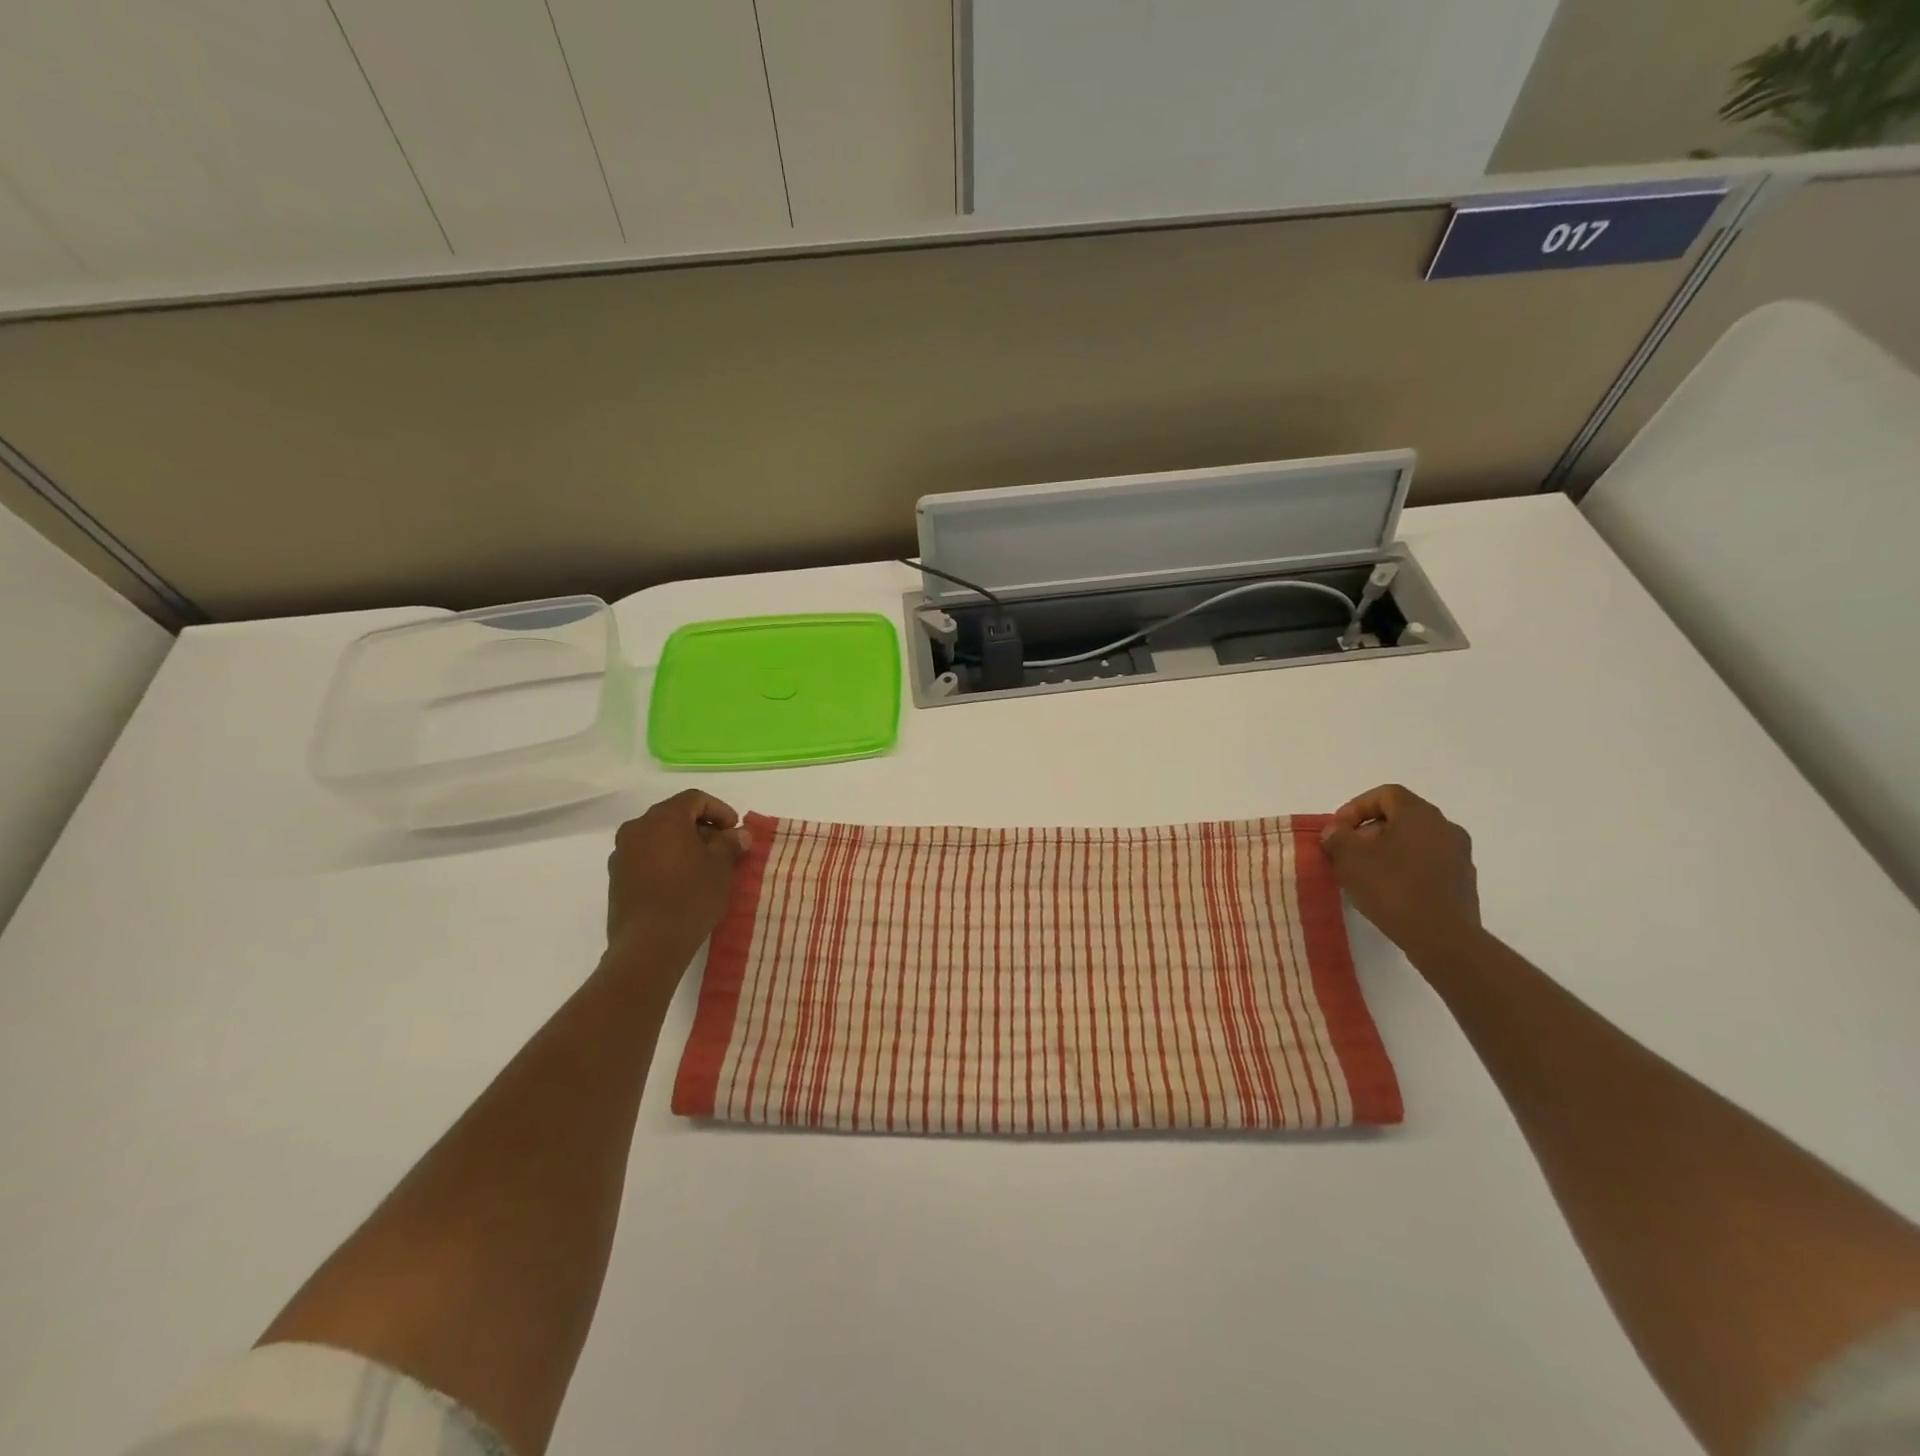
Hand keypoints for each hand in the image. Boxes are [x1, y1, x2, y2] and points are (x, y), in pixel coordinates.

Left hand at [605, 790, 751, 970]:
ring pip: (658, 837)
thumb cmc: (690, 897)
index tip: (735, 831)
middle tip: (723, 849)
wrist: (648, 945)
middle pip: (674, 816)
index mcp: (663, 818)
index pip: (695, 798)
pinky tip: (681, 883)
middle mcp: (637, 828)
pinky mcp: (616, 878)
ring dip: (682, 845)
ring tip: (703, 868)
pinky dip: (665, 860)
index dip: (720, 810)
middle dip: (701, 828)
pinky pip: (646, 857)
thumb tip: (738, 834)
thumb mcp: (721, 868)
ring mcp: (622, 853)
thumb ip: (730, 844)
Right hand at [1319, 784, 1480, 959]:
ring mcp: (1459, 856)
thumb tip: (1336, 832)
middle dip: (1369, 831)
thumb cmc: (1392, 888)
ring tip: (1365, 874)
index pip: (1385, 794)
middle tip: (1347, 852)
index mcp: (1419, 814)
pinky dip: (1405, 869)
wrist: (1442, 938)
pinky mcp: (1462, 882)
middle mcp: (1445, 828)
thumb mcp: (1349, 858)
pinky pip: (1427, 864)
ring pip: (1414, 842)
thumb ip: (1337, 837)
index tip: (1338, 830)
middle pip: (1400, 817)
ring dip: (1387, 851)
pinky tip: (1389, 892)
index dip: (1356, 807)